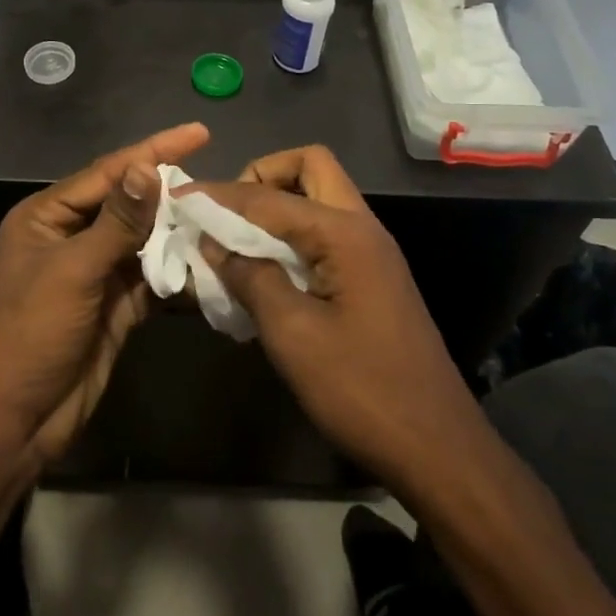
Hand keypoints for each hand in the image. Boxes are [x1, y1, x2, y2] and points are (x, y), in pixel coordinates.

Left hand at [0, 122, 209, 467]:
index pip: (108, 172)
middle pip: (129, 204)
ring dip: (177, 232)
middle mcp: (72, 237)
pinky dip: (176, 272)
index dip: (153, 150)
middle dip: (169, 193)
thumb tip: (147, 167)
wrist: (15, 421)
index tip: (199, 132)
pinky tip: (209, 261)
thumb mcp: (72, 271)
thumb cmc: (30, 334)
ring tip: (222, 216)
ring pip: (144, 241)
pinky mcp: (115, 306)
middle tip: (218, 181)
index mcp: (48, 216)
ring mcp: (95, 273)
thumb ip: (116, 222)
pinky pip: (151, 278)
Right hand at [181, 146, 480, 491]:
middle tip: (227, 214)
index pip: (269, 195)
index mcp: (345, 233)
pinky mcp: (372, 278)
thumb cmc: (361, 389)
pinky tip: (264, 271)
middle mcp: (362, 228)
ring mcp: (371, 253)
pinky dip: (291, 236)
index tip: (180, 197)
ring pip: (319, 199)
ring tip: (236, 240)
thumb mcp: (292, 333)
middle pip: (310, 168)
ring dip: (276, 206)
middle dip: (262, 177)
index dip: (220, 194)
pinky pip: (325, 233)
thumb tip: (214, 242)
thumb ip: (250, 277)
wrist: (436, 448)